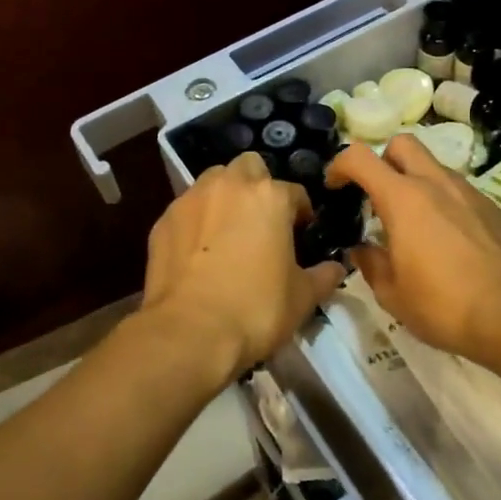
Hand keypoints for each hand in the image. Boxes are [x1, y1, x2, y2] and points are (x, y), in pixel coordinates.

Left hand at [137, 152, 346, 387]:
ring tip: (227, 232)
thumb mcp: (302, 298)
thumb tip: (337, 268)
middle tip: (261, 220)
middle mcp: (229, 186)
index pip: (295, 193)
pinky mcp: (163, 220)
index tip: (300, 234)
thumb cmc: (256, 310)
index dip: (300, 213)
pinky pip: (186, 210)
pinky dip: (195, 222)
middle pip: (249, 167)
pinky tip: (198, 253)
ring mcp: (191, 199)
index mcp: (270, 196)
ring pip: (213, 182)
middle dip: (257, 186)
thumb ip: (323, 276)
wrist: (190, 332)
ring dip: (224, 197)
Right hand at [327, 134, 500, 363]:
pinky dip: (443, 201)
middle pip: (402, 143)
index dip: (340, 165)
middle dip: (383, 160)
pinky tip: (447, 239)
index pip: (360, 157)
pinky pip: (458, 190)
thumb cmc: (446, 305)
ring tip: (413, 224)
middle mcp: (435, 183)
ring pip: (433, 166)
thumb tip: (362, 249)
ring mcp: (469, 192)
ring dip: (415, 181)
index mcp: (403, 198)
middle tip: (377, 195)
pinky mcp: (493, 207)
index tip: (335, 187)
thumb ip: (371, 264)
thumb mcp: (393, 294)